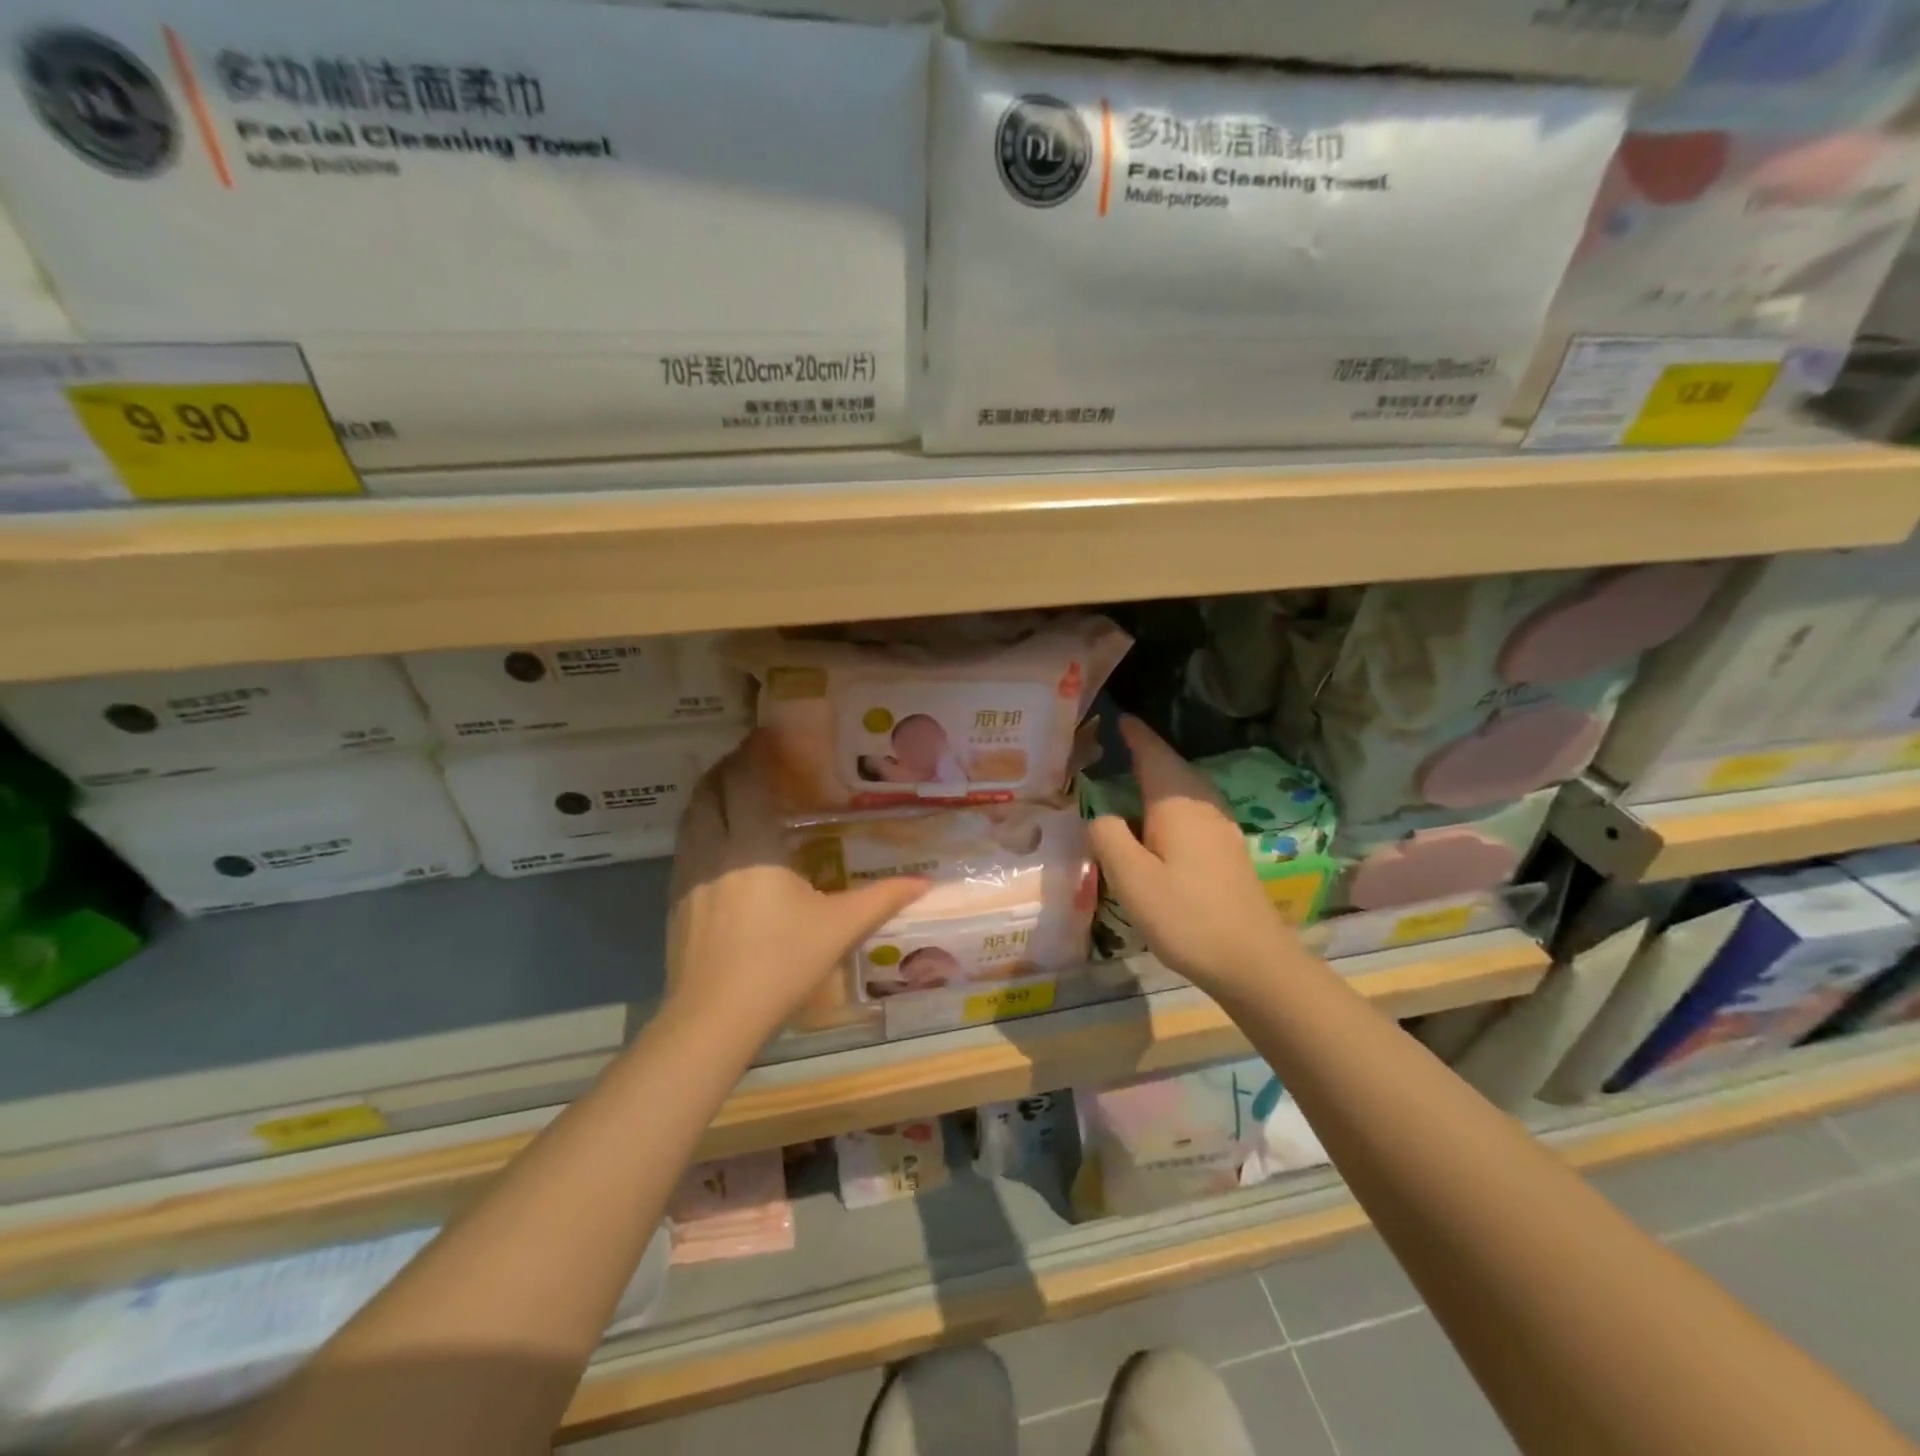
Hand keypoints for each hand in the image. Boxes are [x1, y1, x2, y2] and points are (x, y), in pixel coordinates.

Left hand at [667, 732, 928, 1039]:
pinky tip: (719, 841)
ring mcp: (689, 872)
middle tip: (754, 756)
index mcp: (754, 844)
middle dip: (731, 765)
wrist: (713, 1016)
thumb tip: (924, 884)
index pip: (749, 780)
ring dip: (711, 791)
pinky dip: (701, 822)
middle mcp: (715, 847)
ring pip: (693, 813)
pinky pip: (686, 842)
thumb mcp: (840, 928)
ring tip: (734, 787)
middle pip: (713, 788)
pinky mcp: (676, 897)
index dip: (757, 751)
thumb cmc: (781, 962)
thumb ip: (883, 899)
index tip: (768, 732)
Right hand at [1086, 717, 1299, 996]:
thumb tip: (1099, 814)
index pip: (1153, 754)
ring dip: (1161, 777)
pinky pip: (1194, 810)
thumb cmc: (1186, 915)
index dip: (1136, 735)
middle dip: (1147, 753)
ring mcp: (1222, 828)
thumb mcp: (1131, 878)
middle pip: (1173, 768)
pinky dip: (1172, 802)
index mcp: (1177, 805)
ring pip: (1186, 789)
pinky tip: (1161, 821)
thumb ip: (1108, 836)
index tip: (1119, 717)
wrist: (1251, 960)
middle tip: (1118, 746)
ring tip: (1133, 778)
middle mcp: (1203, 807)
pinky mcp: (1228, 851)